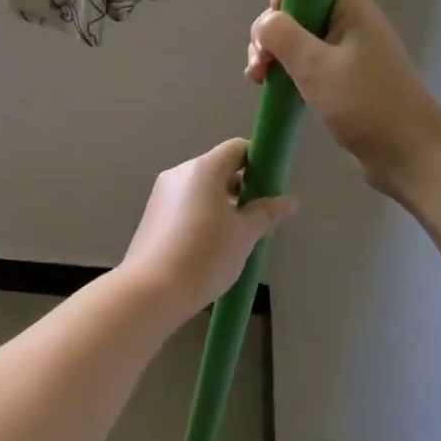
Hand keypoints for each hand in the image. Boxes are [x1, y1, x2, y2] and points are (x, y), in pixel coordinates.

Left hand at [121, 139, 296, 316]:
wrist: (150, 291)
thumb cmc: (204, 255)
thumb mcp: (244, 235)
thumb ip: (266, 213)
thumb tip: (289, 201)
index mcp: (204, 169)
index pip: (237, 148)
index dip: (258, 162)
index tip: (270, 187)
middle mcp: (180, 173)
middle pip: (218, 167)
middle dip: (241, 187)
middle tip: (257, 217)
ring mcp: (162, 193)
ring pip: (201, 188)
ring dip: (222, 203)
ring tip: (235, 237)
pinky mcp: (152, 215)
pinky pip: (185, 204)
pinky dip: (202, 214)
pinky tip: (209, 246)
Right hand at [246, 0, 440, 196]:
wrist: (410, 155)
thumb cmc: (366, 105)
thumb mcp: (317, 68)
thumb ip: (283, 36)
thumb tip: (264, 22)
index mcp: (350, 7)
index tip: (274, 26)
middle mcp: (348, 21)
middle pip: (298, 5)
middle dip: (271, 29)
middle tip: (261, 62)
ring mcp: (346, 50)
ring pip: (298, 35)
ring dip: (273, 52)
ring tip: (259, 80)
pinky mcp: (341, 77)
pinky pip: (306, 60)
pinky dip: (285, 69)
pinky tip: (270, 88)